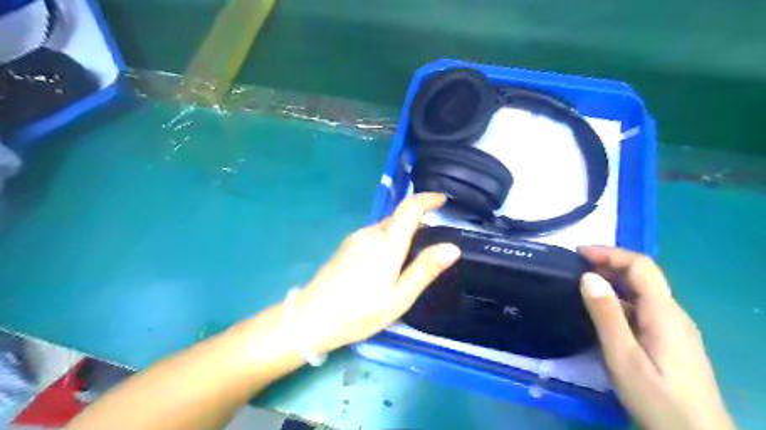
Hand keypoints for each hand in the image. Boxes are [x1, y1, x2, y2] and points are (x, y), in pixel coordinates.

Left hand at [294, 193, 460, 355]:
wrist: (310, 319)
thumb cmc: (358, 313)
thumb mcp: (398, 298)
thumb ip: (424, 270)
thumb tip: (452, 247)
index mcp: (386, 244)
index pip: (410, 208)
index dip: (428, 199)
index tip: (443, 200)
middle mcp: (370, 233)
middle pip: (399, 217)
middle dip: (418, 222)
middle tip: (432, 244)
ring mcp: (355, 238)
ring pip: (386, 227)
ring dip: (403, 233)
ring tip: (411, 260)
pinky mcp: (347, 245)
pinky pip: (375, 235)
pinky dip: (389, 240)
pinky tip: (387, 265)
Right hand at [581, 245, 735, 429]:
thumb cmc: (657, 398)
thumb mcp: (623, 356)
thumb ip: (606, 315)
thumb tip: (588, 276)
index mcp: (663, 312)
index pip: (641, 266)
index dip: (609, 253)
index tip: (578, 253)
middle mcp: (673, 313)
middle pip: (643, 275)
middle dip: (608, 263)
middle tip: (574, 267)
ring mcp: (674, 327)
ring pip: (642, 291)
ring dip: (612, 280)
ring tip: (582, 285)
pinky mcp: (671, 340)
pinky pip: (643, 307)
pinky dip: (619, 298)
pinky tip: (602, 311)